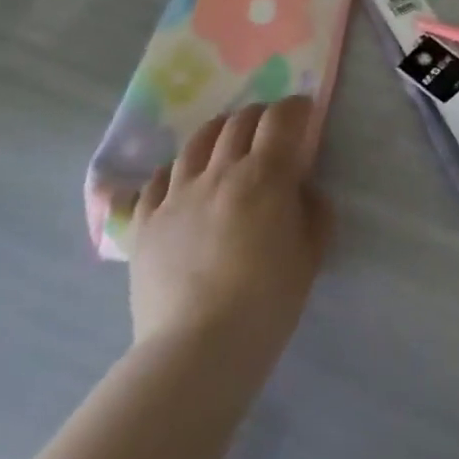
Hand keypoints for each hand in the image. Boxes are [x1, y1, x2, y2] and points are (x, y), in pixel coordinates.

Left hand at [128, 96, 331, 372]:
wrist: (198, 350)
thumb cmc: (267, 299)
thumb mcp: (312, 250)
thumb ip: (312, 207)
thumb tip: (299, 188)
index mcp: (265, 174)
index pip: (281, 117)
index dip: (296, 108)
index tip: (304, 114)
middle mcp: (220, 171)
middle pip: (239, 121)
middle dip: (260, 116)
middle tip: (271, 130)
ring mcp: (177, 195)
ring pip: (197, 142)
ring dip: (219, 132)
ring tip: (227, 142)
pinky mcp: (145, 223)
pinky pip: (157, 180)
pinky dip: (175, 170)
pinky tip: (182, 180)